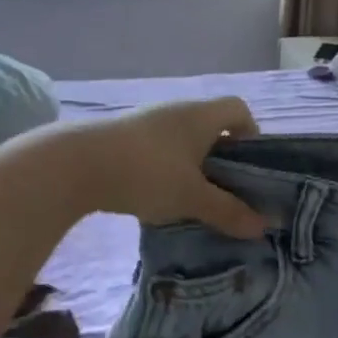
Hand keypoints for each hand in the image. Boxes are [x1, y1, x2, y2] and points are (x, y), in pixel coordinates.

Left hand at [55, 97, 267, 238]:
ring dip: (193, 167)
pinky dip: (166, 171)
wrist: (74, 166)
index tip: (250, 167)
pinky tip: (158, 199)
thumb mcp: (192, 197)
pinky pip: (158, 151)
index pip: (239, 110)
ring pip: (183, 142)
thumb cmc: (147, 172)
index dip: (251, 135)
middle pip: (212, 128)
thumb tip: (264, 227)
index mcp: (201, 115)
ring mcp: (147, 123)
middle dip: (223, 159)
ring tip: (192, 201)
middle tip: (226, 192)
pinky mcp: (122, 138)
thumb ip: (228, 211)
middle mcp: (176, 111)